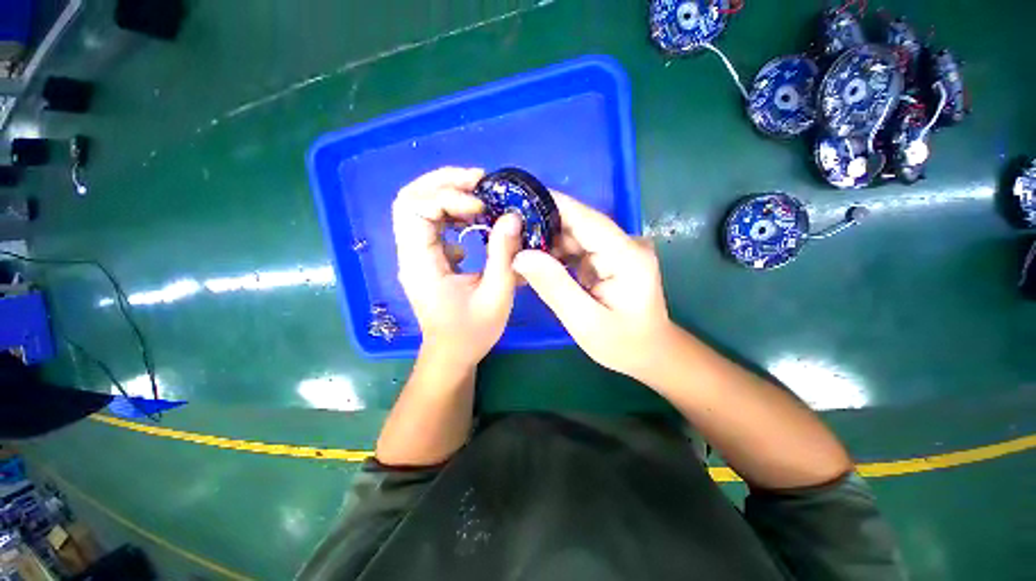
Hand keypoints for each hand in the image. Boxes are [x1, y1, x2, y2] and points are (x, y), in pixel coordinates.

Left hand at [393, 167, 523, 368]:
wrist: (452, 353)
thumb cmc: (473, 331)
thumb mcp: (496, 295)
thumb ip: (503, 255)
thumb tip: (511, 216)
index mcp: (421, 264)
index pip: (417, 209)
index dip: (449, 198)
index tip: (482, 208)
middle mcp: (411, 253)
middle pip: (411, 199)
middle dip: (444, 182)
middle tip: (479, 180)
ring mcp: (416, 254)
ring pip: (418, 206)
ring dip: (447, 192)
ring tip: (479, 193)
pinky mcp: (426, 257)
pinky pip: (430, 222)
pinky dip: (450, 211)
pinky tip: (472, 220)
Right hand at [512, 192, 672, 379]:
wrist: (650, 355)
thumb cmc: (623, 344)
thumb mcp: (585, 322)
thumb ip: (555, 287)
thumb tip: (520, 256)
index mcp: (626, 256)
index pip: (585, 218)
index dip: (552, 204)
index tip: (518, 198)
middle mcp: (624, 245)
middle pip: (578, 224)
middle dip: (542, 225)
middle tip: (507, 231)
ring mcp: (616, 251)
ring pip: (574, 235)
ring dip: (546, 241)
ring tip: (515, 247)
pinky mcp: (608, 260)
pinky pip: (577, 249)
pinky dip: (555, 254)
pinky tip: (535, 261)